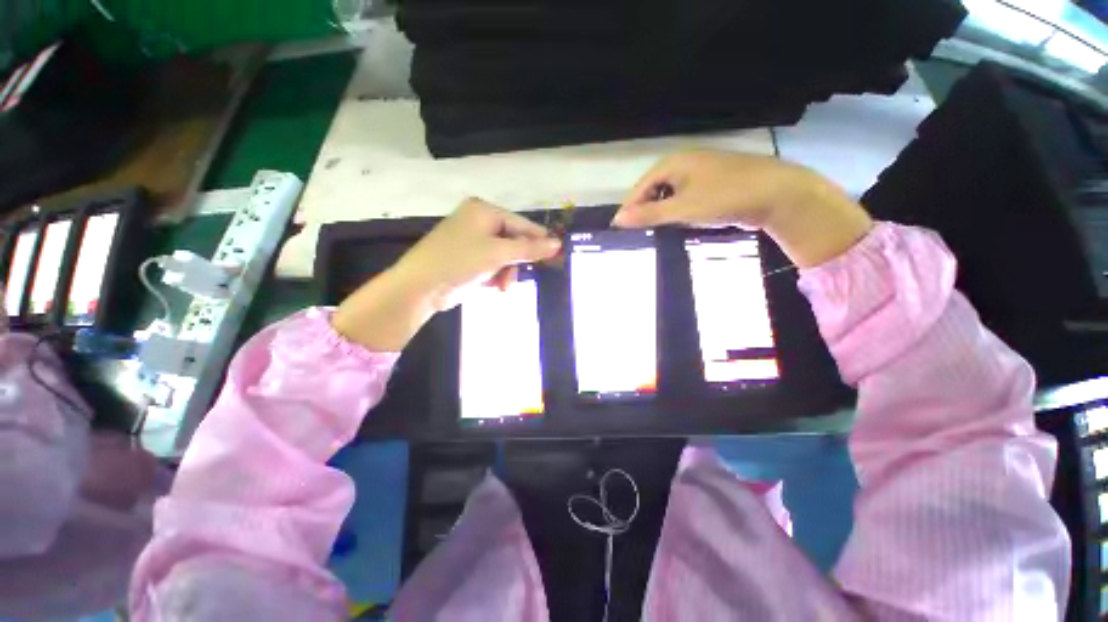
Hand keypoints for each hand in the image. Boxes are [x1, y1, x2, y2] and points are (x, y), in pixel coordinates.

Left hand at [332, 199, 559, 350]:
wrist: (420, 287)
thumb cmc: (460, 261)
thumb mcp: (498, 254)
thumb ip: (529, 248)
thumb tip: (557, 244)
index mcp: (484, 211)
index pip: (521, 224)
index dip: (539, 240)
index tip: (557, 255)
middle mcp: (479, 222)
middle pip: (513, 240)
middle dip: (517, 261)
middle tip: (523, 274)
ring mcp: (473, 241)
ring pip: (505, 255)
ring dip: (507, 271)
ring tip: (503, 285)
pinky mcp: (469, 259)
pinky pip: (493, 264)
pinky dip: (497, 276)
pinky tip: (494, 286)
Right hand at [613, 149, 872, 266]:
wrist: (777, 193)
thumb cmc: (724, 197)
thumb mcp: (682, 209)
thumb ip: (648, 214)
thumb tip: (617, 220)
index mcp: (671, 163)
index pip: (639, 188)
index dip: (629, 209)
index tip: (621, 232)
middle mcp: (683, 163)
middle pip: (653, 190)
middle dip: (645, 212)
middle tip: (639, 235)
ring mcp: (699, 172)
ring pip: (669, 195)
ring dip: (661, 213)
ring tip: (656, 232)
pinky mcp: (712, 183)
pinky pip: (685, 198)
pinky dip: (678, 211)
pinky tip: (680, 224)